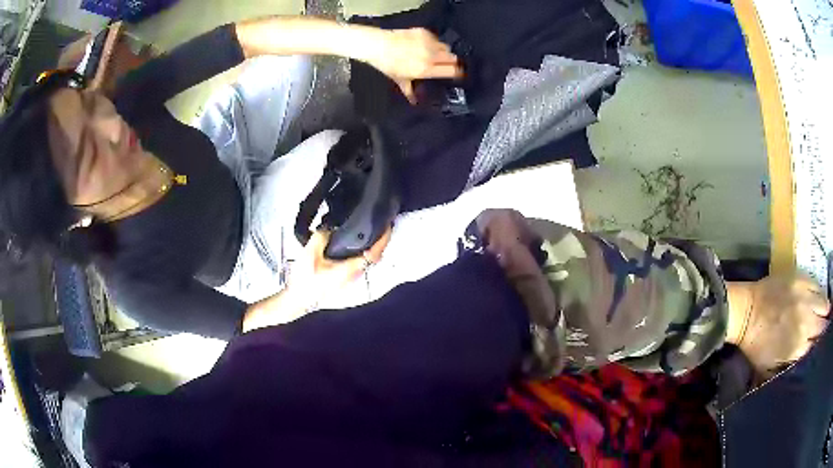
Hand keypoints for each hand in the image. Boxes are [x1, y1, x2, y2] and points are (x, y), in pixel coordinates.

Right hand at [290, 228, 392, 297]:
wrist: (298, 299)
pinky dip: (362, 251)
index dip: (383, 240)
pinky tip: (353, 243)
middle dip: (380, 241)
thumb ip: (320, 237)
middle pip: (374, 256)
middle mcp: (354, 274)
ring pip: (367, 260)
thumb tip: (329, 227)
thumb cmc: (305, 279)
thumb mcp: (309, 254)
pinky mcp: (344, 279)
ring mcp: (350, 278)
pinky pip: (359, 263)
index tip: (387, 226)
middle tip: (380, 224)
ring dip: (371, 246)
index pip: (374, 254)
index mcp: (350, 269)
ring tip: (369, 229)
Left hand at [364, 28, 462, 102]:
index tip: (459, 73)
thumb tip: (414, 101)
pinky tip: (425, 45)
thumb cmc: (388, 64)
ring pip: (446, 47)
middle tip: (447, 64)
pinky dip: (433, 42)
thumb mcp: (399, 79)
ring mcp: (428, 42)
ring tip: (435, 54)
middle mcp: (431, 56)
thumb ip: (410, 90)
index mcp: (426, 69)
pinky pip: (436, 38)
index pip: (453, 71)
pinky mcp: (425, 32)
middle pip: (453, 58)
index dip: (458, 72)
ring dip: (443, 51)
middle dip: (452, 62)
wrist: (379, 45)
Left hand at [726, 274, 829, 378]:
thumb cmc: (757, 345)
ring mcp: (805, 297)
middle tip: (824, 330)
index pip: (815, 348)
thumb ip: (789, 367)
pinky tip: (822, 298)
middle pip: (821, 325)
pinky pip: (817, 285)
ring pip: (823, 303)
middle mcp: (805, 321)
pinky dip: (821, 293)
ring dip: (825, 310)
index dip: (818, 347)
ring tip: (827, 313)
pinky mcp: (802, 278)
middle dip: (824, 328)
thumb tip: (803, 363)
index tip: (819, 347)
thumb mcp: (771, 368)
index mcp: (798, 346)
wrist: (746, 312)